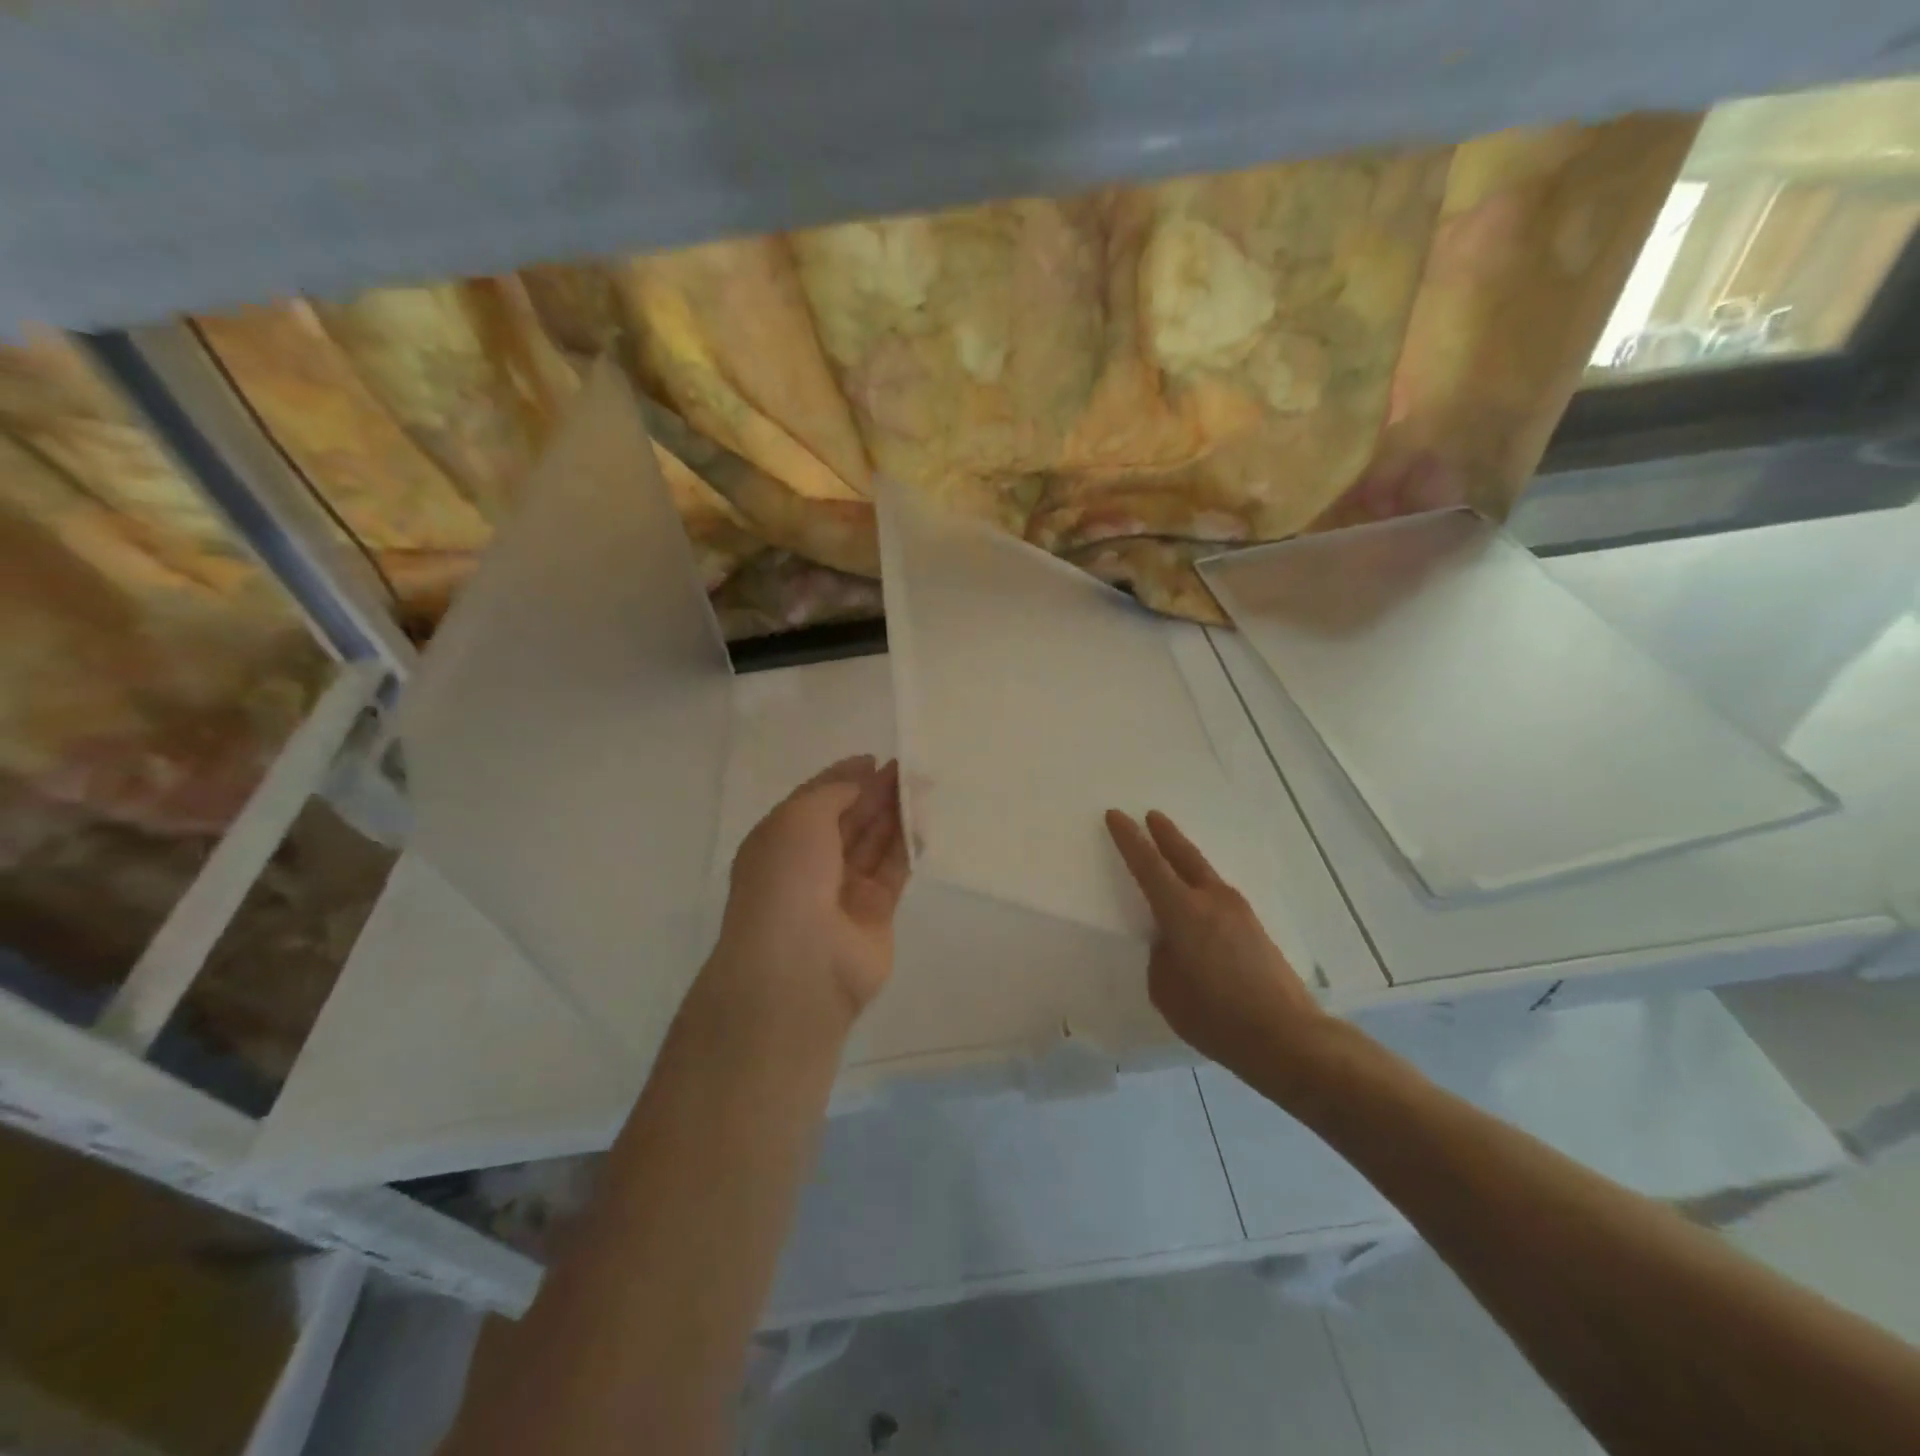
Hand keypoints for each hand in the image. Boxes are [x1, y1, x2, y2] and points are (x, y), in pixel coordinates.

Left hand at [714, 756, 909, 1024]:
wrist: (800, 963)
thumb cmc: (788, 879)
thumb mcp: (799, 818)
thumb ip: (833, 792)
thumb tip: (859, 777)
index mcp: (780, 841)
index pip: (815, 801)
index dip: (843, 779)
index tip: (873, 759)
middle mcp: (810, 864)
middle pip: (848, 820)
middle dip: (874, 793)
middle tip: (906, 768)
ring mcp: (843, 891)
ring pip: (873, 844)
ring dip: (893, 814)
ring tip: (920, 786)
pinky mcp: (876, 913)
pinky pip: (894, 871)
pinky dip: (907, 846)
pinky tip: (923, 821)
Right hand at [1105, 808, 1326, 1074]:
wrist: (1286, 1036)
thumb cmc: (1215, 1015)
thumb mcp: (1166, 990)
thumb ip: (1162, 956)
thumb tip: (1171, 942)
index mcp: (1183, 912)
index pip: (1148, 865)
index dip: (1129, 839)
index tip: (1116, 815)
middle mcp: (1212, 901)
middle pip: (1184, 855)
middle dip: (1164, 834)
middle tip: (1151, 815)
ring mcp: (1238, 912)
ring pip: (1205, 874)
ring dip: (1186, 859)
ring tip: (1172, 855)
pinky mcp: (1255, 929)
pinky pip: (1219, 895)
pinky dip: (1202, 886)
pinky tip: (1199, 902)